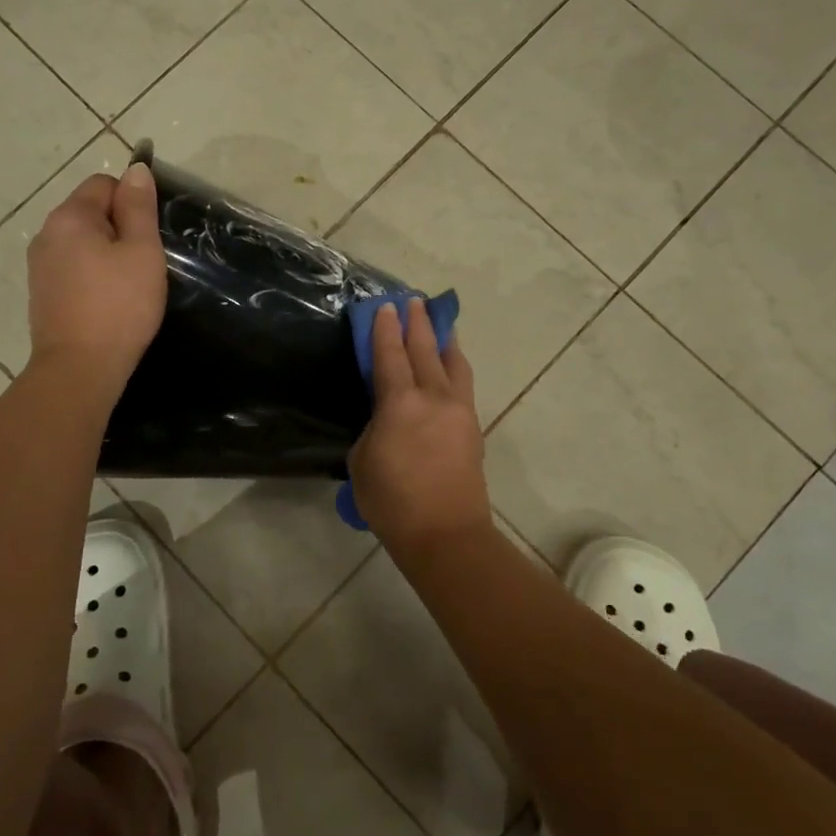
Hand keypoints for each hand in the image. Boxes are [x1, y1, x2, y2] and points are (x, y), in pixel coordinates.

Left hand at [26, 164, 166, 400]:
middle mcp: (46, 233)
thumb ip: (138, 207)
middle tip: (142, 263)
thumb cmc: (119, 306)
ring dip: (104, 253)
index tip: (148, 236)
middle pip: (89, 211)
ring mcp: (39, 265)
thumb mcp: (142, 251)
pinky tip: (106, 301)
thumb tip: (136, 169)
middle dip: (118, 228)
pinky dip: (90, 274)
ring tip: (126, 284)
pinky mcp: (41, 292)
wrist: (79, 368)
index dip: (131, 202)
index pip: (103, 184)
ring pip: (80, 241)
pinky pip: (71, 266)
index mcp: (70, 217)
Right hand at [349, 298, 493, 560]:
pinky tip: (451, 364)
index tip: (385, 306)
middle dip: (417, 323)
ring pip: (453, 362)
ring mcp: (458, 410)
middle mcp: (433, 396)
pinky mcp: (472, 426)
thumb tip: (388, 416)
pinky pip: (463, 383)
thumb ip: (375, 427)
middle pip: (424, 349)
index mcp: (399, 403)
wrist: (445, 534)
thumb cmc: (392, 501)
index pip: (389, 354)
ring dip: (442, 339)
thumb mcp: (362, 460)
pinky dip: (455, 365)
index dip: (385, 328)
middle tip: (412, 301)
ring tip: (439, 324)